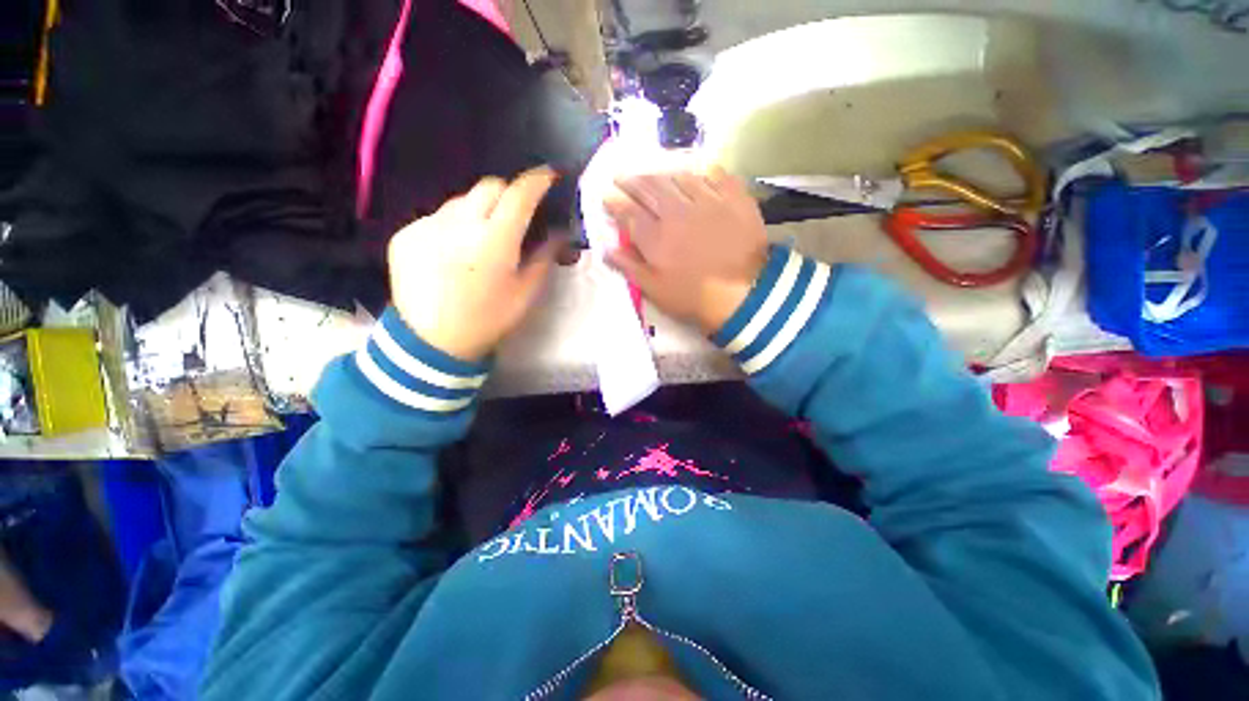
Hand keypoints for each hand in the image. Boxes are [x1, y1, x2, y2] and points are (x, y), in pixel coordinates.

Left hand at [388, 168, 560, 361]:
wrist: (430, 342)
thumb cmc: (488, 319)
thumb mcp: (526, 294)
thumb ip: (544, 258)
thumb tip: (560, 234)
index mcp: (494, 241)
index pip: (520, 194)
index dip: (537, 181)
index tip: (548, 177)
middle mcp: (459, 224)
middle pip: (489, 186)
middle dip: (508, 194)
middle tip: (515, 215)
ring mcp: (428, 226)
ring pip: (462, 200)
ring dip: (479, 210)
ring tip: (481, 239)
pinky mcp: (406, 234)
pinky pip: (437, 217)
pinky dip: (453, 225)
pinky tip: (453, 253)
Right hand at [602, 165, 768, 333]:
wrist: (745, 295)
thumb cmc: (694, 297)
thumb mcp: (655, 290)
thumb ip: (630, 267)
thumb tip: (606, 249)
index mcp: (656, 237)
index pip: (629, 212)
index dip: (614, 202)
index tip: (606, 195)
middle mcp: (678, 212)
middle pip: (650, 188)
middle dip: (632, 180)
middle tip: (623, 176)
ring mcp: (708, 201)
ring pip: (680, 177)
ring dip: (663, 173)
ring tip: (655, 174)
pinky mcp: (734, 199)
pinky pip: (716, 175)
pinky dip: (703, 171)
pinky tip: (698, 171)